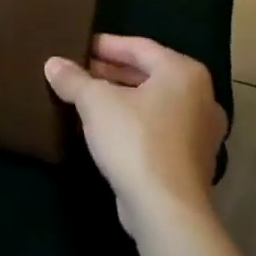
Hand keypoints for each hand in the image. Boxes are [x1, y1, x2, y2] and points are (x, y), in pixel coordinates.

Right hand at [45, 35, 227, 239]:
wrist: (166, 211)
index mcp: (184, 73)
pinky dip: (134, 123)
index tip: (80, 46)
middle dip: (112, 73)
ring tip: (87, 99)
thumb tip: (53, 63)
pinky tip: (105, 129)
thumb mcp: (95, 103)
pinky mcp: (193, 162)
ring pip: (154, 104)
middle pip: (149, 75)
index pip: (140, 47)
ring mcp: (201, 133)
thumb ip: (74, 79)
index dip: (106, 45)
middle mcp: (201, 98)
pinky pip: (159, 130)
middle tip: (80, 71)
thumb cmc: (135, 141)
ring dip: (121, 99)